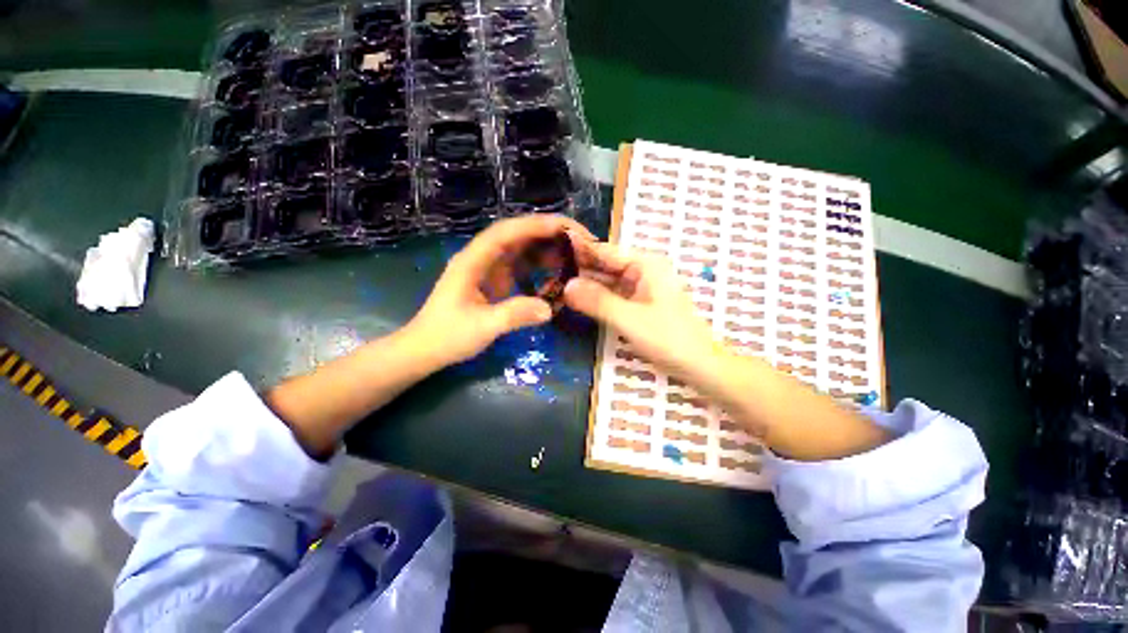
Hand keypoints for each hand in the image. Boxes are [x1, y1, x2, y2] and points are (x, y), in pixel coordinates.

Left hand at [408, 215, 593, 367]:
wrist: (425, 350)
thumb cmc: (447, 336)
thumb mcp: (482, 327)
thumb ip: (514, 315)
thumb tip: (550, 309)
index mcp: (473, 260)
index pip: (507, 232)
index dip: (537, 226)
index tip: (566, 229)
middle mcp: (482, 257)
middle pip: (518, 235)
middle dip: (548, 233)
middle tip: (579, 241)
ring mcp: (490, 269)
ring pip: (522, 250)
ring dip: (547, 249)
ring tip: (575, 255)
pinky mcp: (496, 281)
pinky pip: (522, 267)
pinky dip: (541, 268)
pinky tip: (557, 274)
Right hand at [563, 240, 718, 379]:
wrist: (699, 365)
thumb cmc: (668, 338)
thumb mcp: (629, 319)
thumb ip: (597, 301)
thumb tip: (566, 285)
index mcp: (645, 264)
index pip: (605, 251)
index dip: (579, 251)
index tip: (550, 253)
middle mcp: (642, 270)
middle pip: (604, 265)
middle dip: (579, 270)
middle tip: (547, 274)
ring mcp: (640, 287)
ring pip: (606, 281)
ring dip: (585, 285)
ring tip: (554, 286)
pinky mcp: (638, 303)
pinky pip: (612, 295)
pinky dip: (596, 298)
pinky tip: (576, 300)